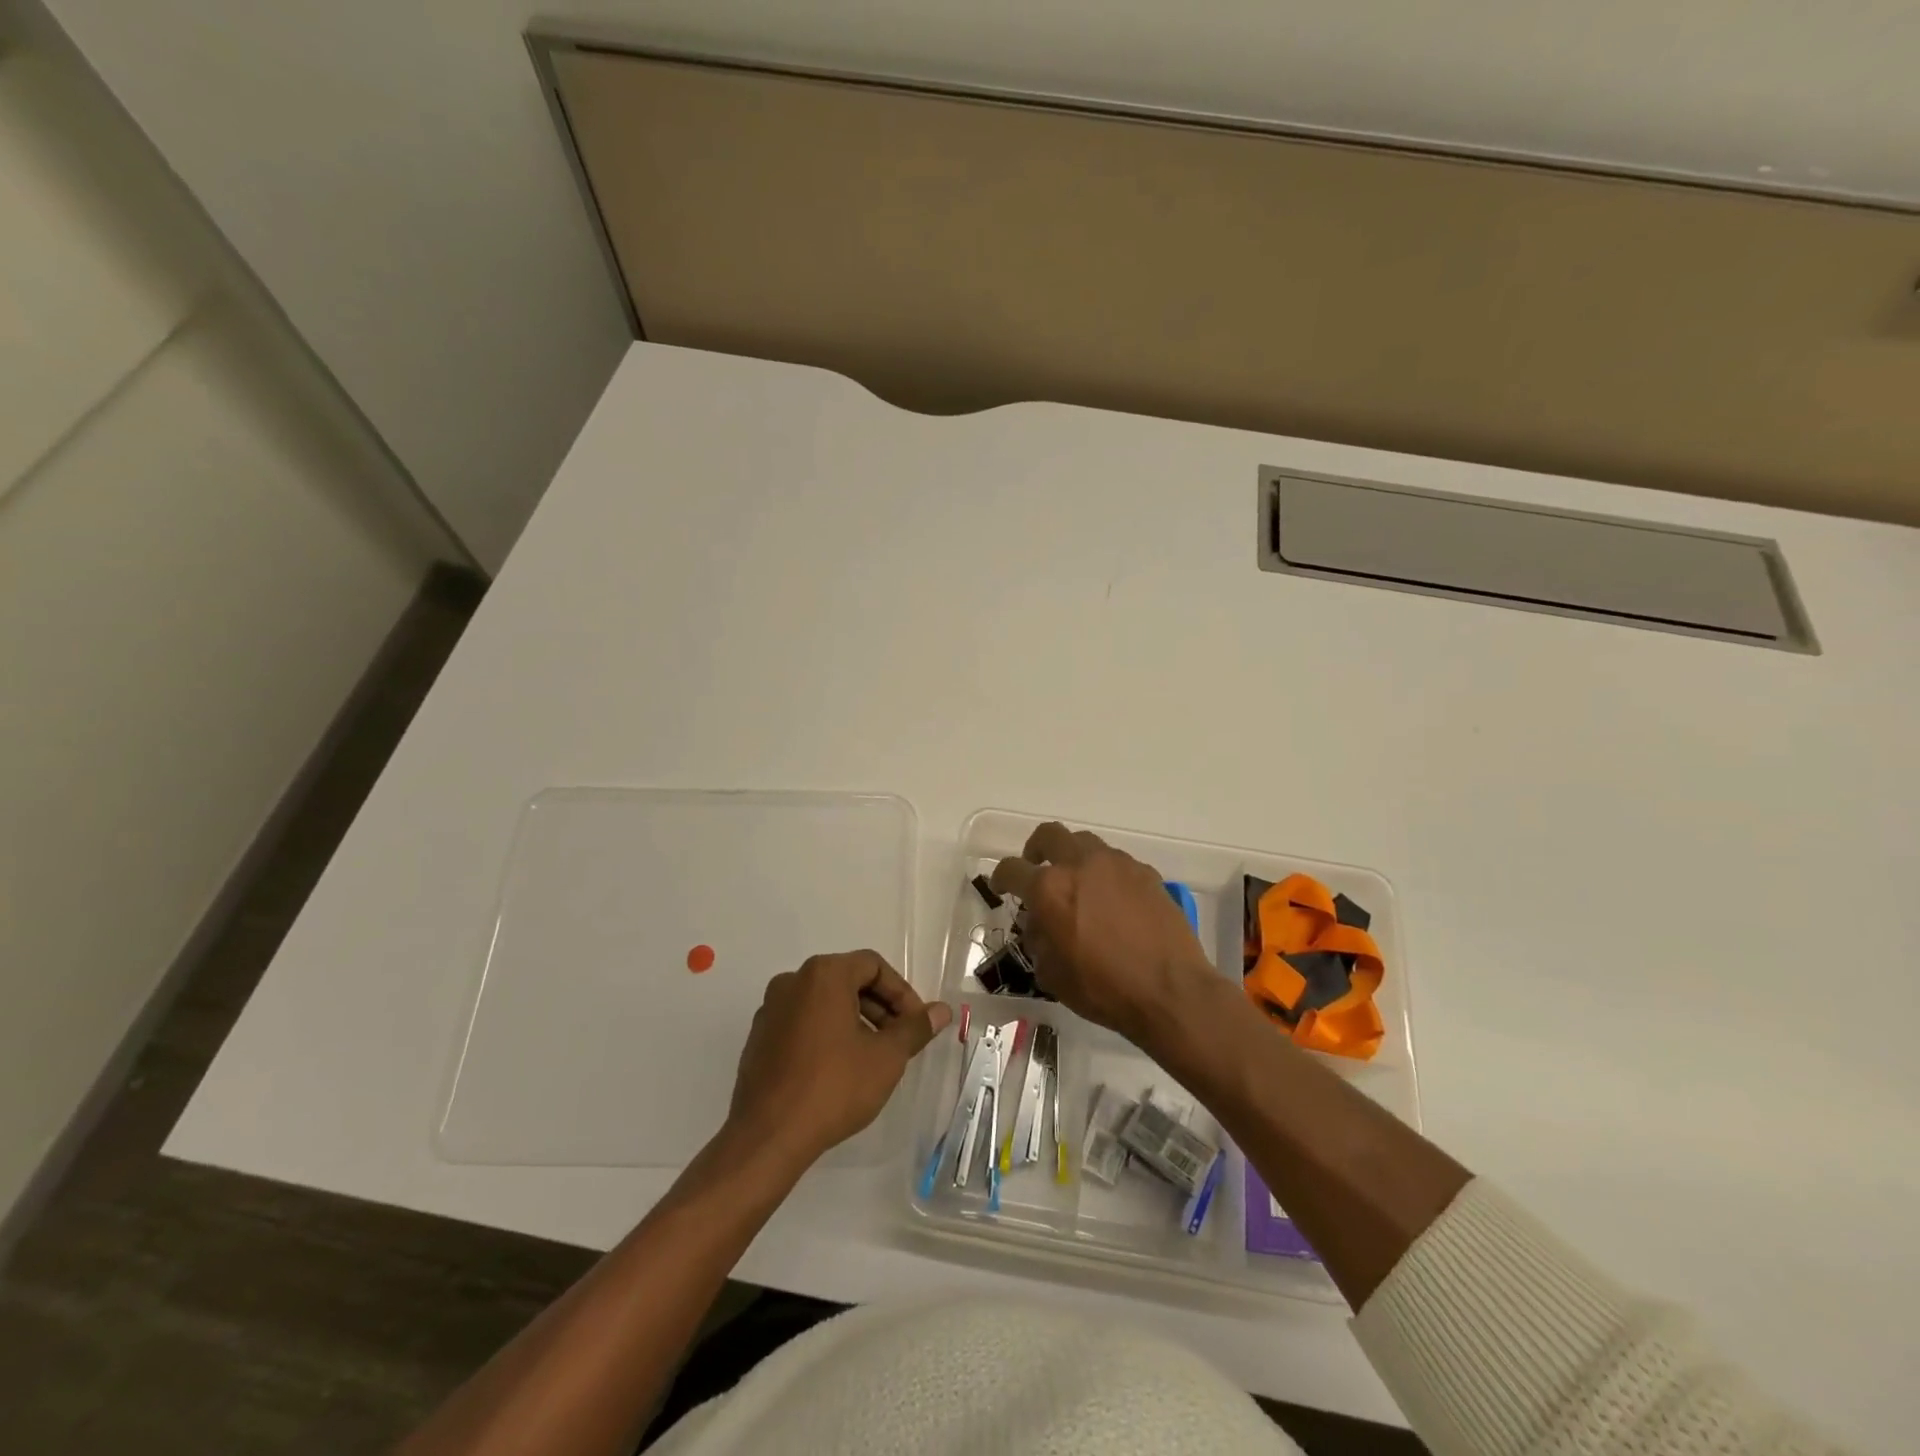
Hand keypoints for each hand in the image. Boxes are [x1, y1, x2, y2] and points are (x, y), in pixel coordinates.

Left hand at [727, 950, 950, 1167]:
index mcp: (823, 974)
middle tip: (899, 1041)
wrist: (768, 1137)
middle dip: (880, 1008)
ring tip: (873, 1057)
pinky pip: (802, 1022)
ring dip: (855, 1021)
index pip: (873, 966)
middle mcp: (793, 981)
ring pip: (824, 1002)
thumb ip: (915, 1028)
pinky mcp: (759, 1037)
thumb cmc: (834, 1087)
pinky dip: (826, 1033)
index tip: (916, 1024)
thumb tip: (941, 1011)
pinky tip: (839, 1069)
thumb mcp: (886, 1058)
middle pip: (848, 980)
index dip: (901, 993)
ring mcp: (771, 1009)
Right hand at [991, 823, 1221, 1047]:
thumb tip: (1039, 923)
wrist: (1170, 990)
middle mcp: (1080, 864)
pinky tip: (1112, 902)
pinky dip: (1105, 875)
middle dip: (1037, 849)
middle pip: (1049, 835)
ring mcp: (1117, 864)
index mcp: (1049, 888)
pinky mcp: (1146, 873)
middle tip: (1038, 869)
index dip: (1001, 878)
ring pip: (1085, 843)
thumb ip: (1037, 939)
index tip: (1002, 887)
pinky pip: (1116, 863)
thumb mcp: (1052, 974)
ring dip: (1073, 858)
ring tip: (1078, 885)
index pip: (1012, 869)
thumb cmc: (1103, 989)